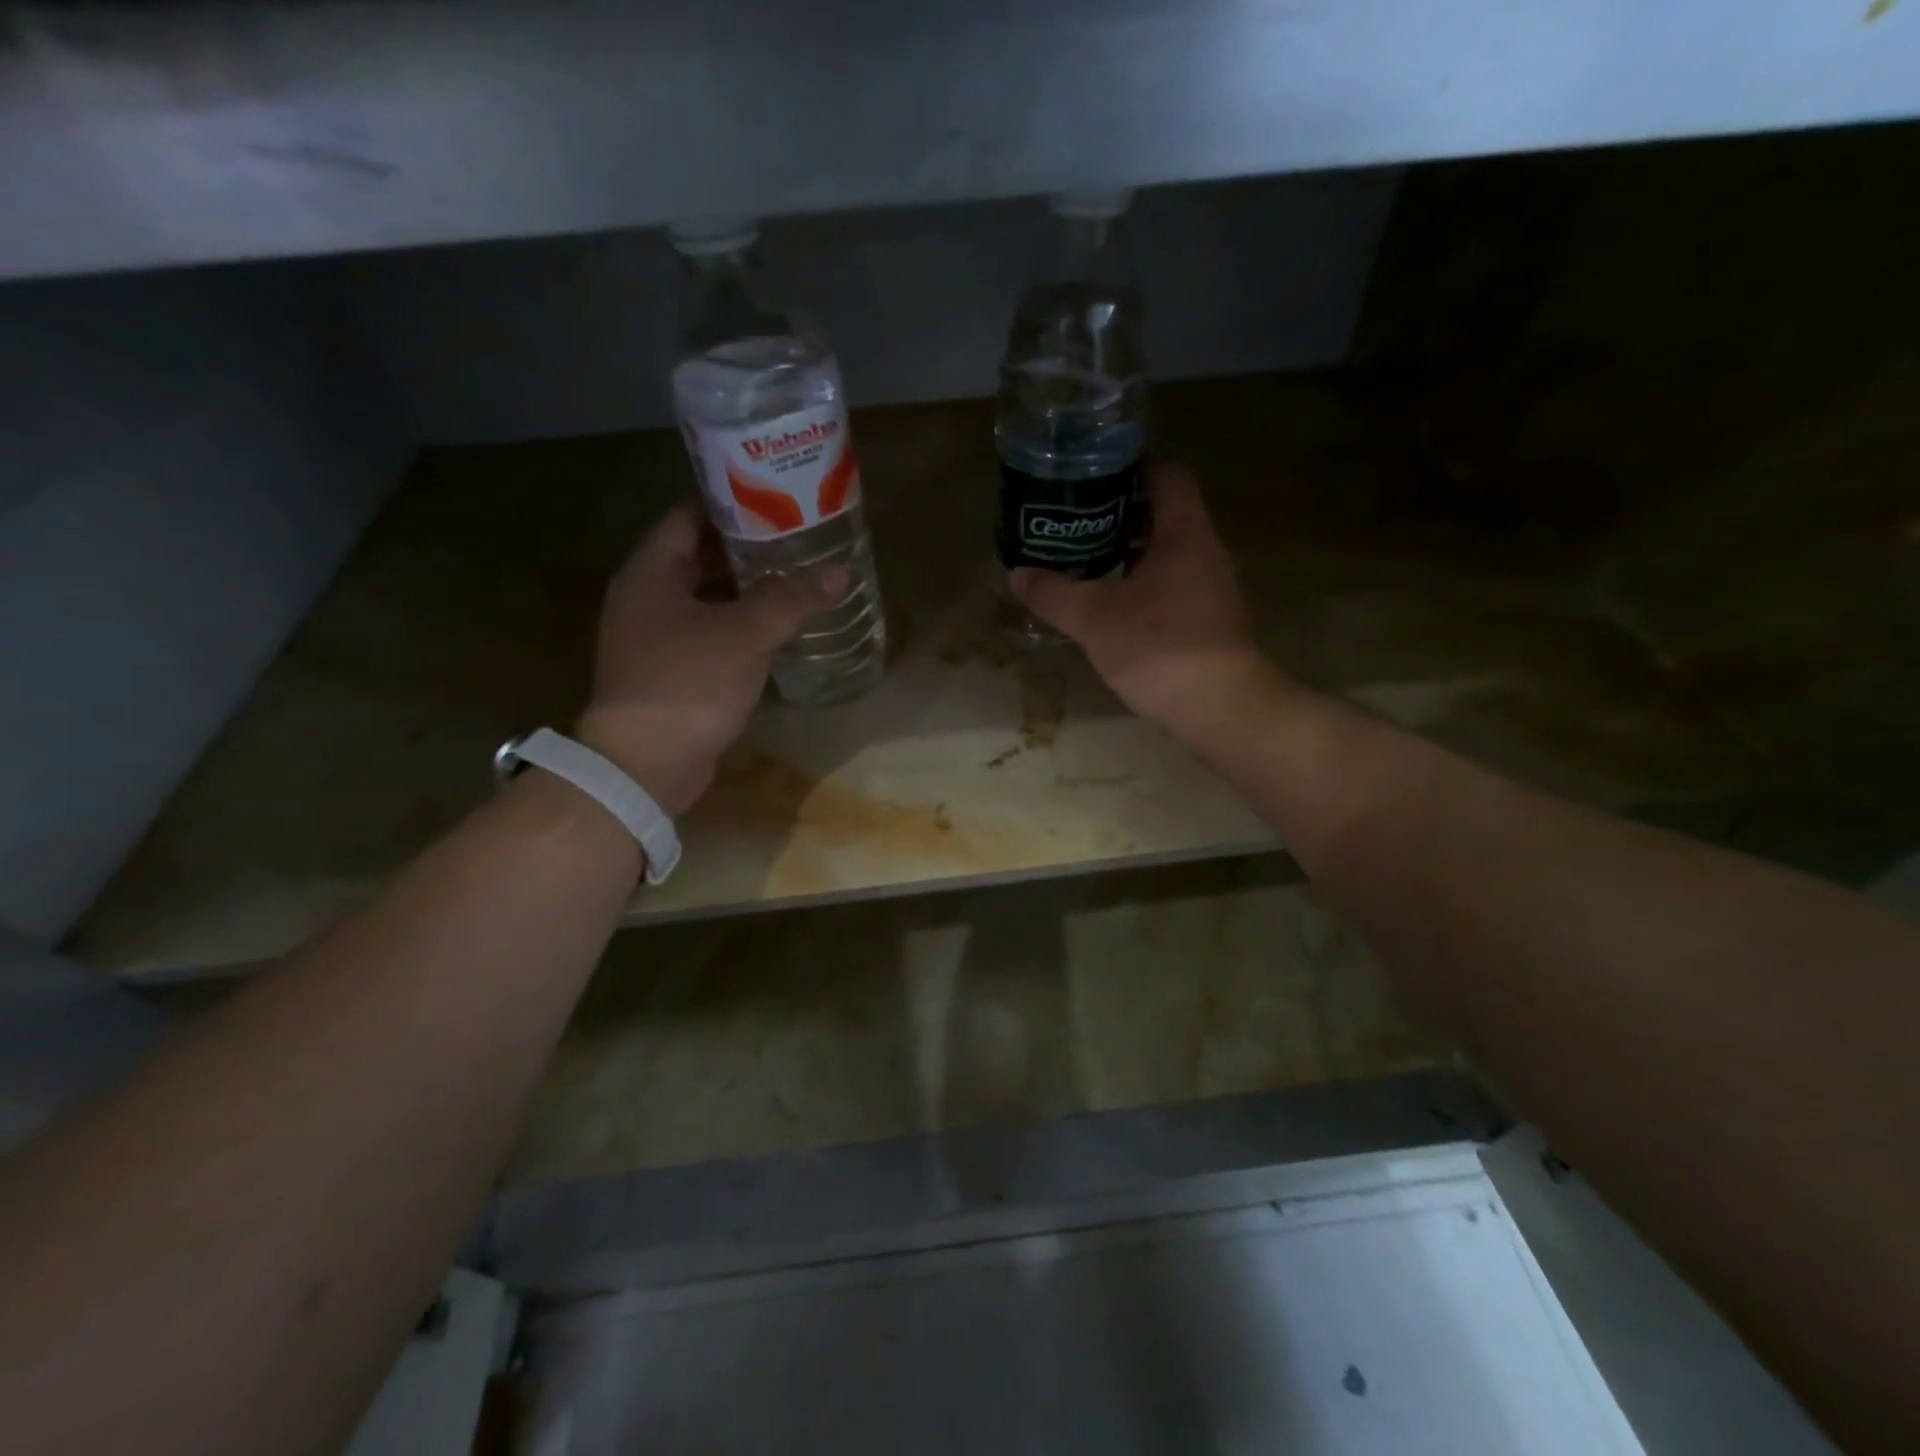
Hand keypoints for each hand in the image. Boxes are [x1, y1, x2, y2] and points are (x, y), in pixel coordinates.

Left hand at [576, 505, 847, 814]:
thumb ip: (791, 600)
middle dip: (750, 547)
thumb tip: (839, 572)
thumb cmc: (686, 684)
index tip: (776, 496)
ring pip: (711, 598)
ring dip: (750, 589)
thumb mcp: (743, 635)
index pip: (690, 516)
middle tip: (801, 536)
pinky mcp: (675, 671)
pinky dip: (744, 625)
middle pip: (702, 557)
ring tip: (800, 575)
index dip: (731, 502)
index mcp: (651, 573)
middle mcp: (649, 598)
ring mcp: (659, 637)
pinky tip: (782, 625)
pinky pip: (714, 633)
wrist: (645, 765)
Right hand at [1010, 461, 1277, 737]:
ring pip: (1170, 555)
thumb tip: (1017, 575)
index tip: (1094, 482)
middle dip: (1122, 518)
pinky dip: (1146, 589)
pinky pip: (1176, 588)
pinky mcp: (1212, 622)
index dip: (1133, 470)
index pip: (1167, 475)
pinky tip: (1116, 612)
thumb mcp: (1093, 618)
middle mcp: (1206, 552)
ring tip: (1090, 570)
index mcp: (1184, 533)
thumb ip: (1053, 593)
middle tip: (1079, 528)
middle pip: (1166, 515)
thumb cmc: (1157, 645)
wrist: (1219, 706)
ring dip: (1132, 557)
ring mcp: (1214, 589)